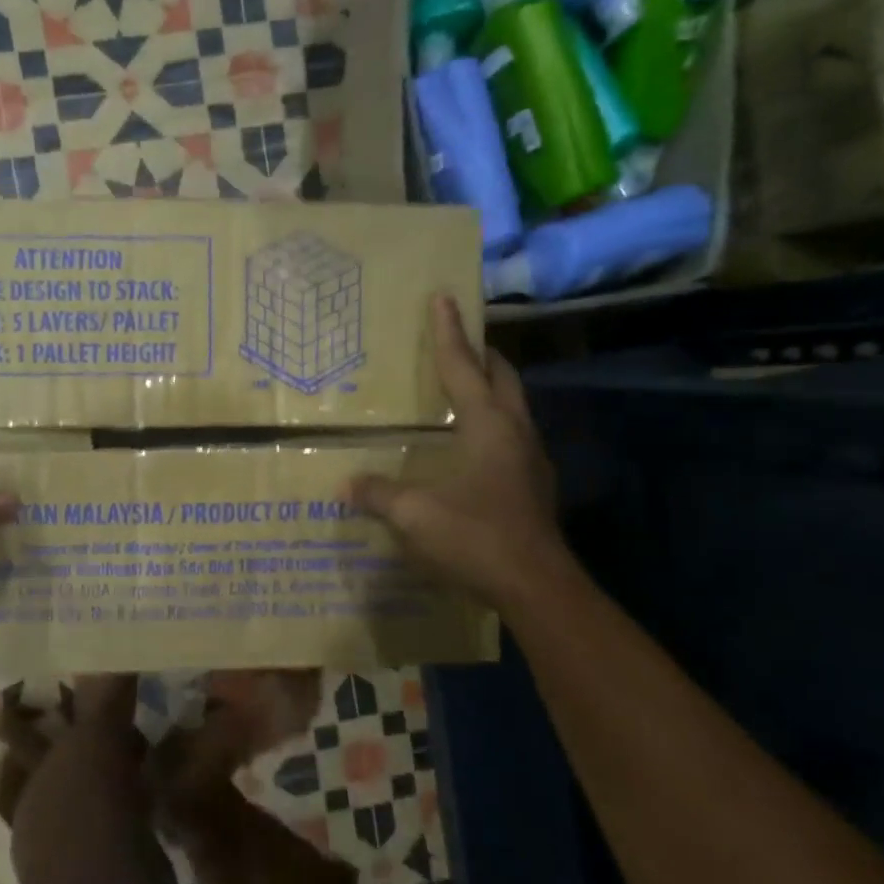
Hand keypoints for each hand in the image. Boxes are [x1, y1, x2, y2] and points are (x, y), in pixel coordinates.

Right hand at [345, 295, 562, 607]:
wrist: (536, 586)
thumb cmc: (476, 537)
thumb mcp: (415, 515)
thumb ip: (380, 495)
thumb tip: (347, 485)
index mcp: (488, 426)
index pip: (463, 367)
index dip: (449, 333)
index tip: (444, 297)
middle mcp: (515, 431)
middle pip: (502, 376)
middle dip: (480, 353)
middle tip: (457, 339)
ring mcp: (531, 458)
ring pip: (512, 405)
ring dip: (490, 388)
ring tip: (462, 387)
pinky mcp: (534, 483)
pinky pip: (512, 435)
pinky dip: (492, 422)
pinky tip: (473, 444)